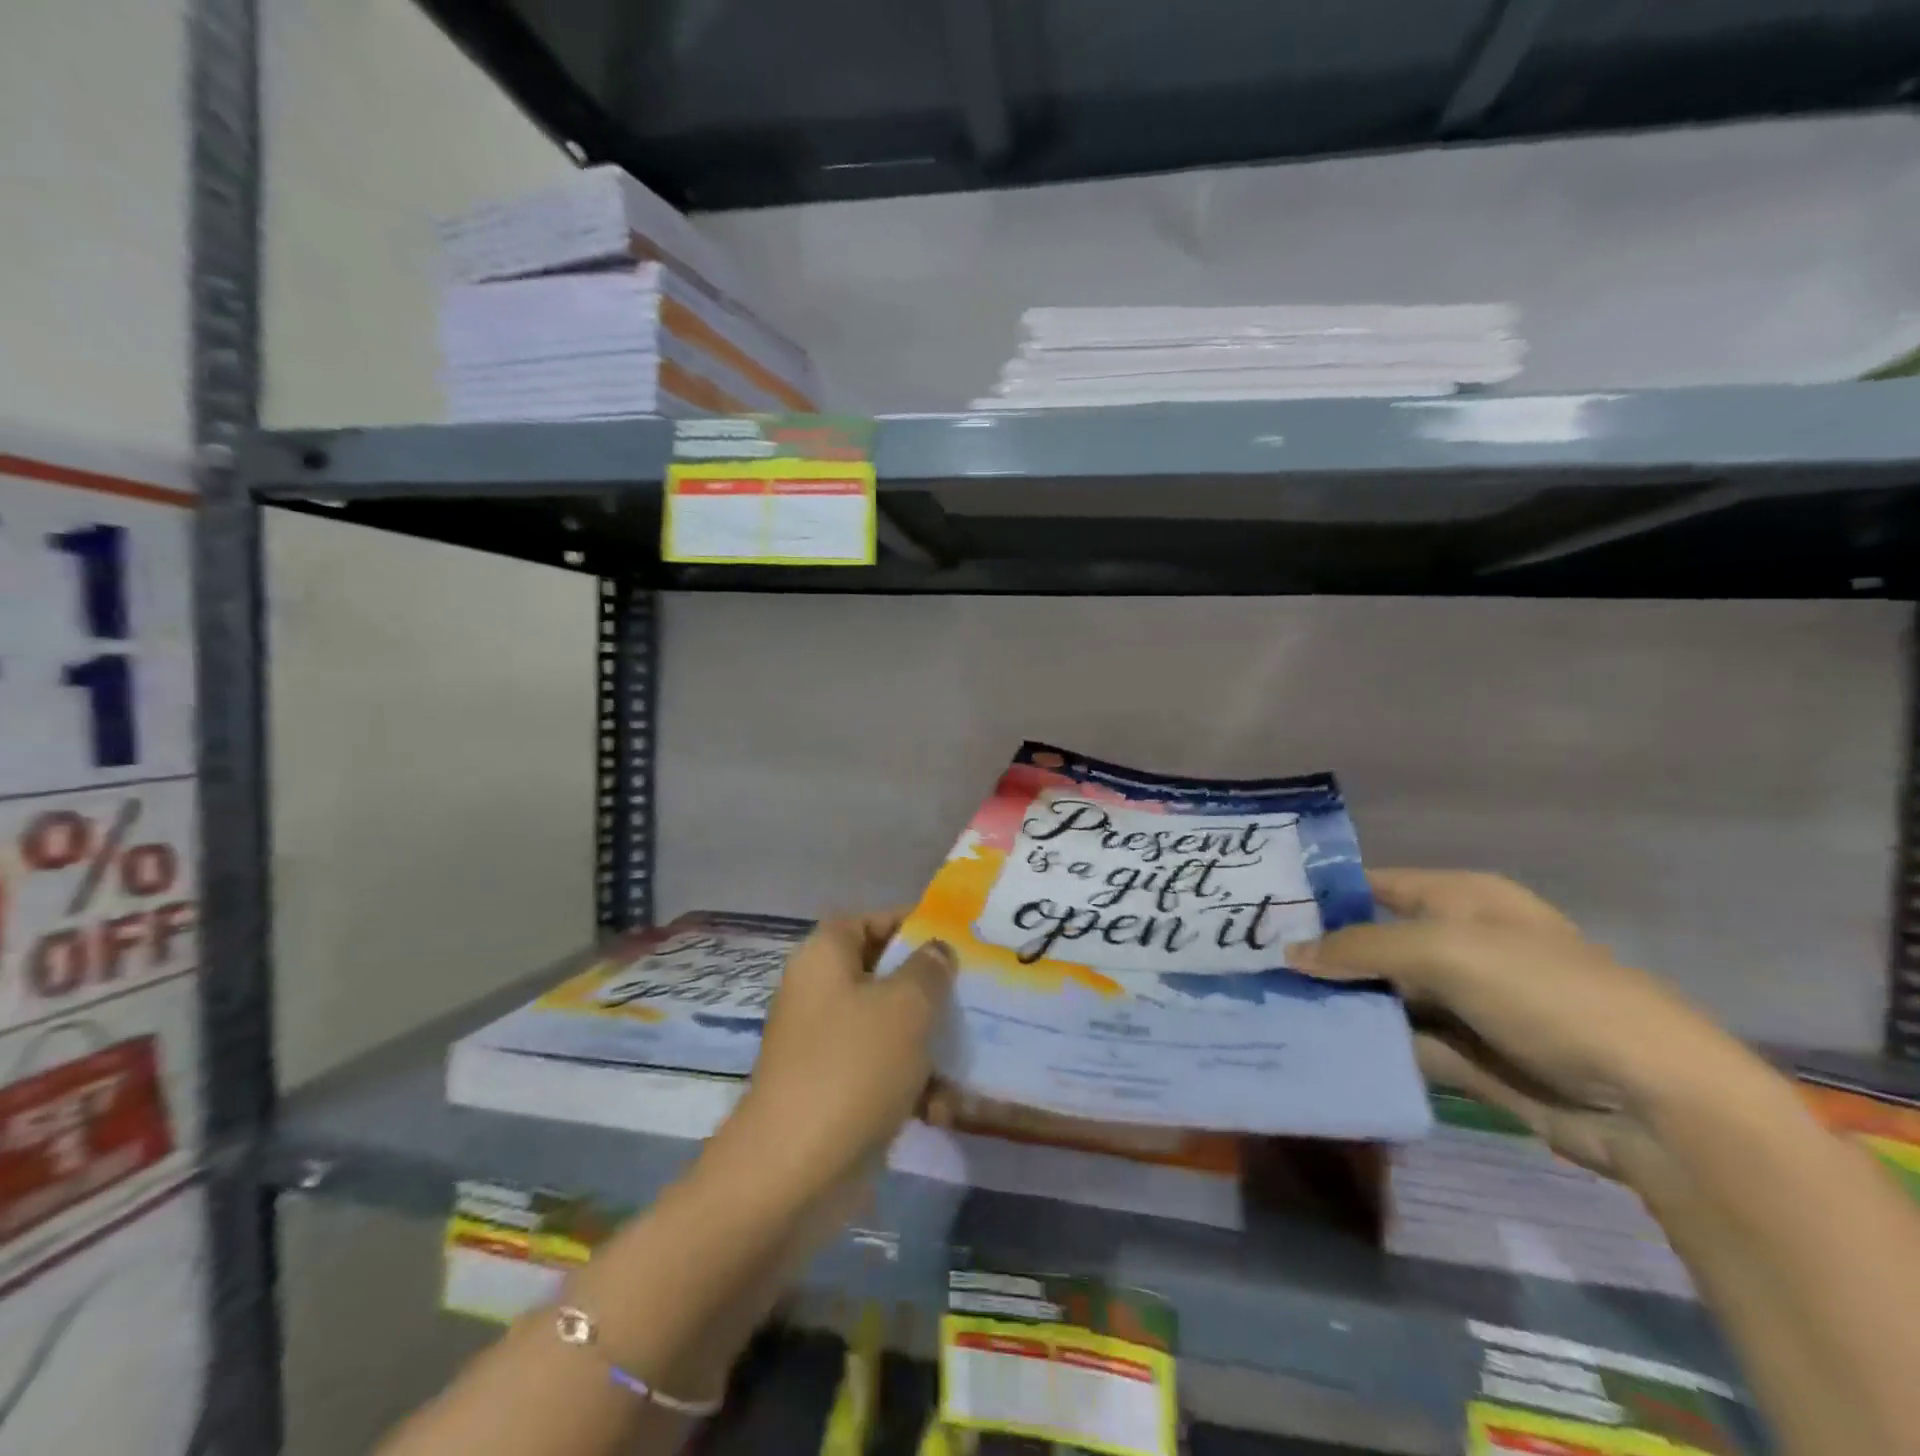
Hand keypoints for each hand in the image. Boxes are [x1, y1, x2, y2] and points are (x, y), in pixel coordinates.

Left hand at [706, 911, 956, 1218]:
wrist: (793, 1173)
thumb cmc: (853, 1067)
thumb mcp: (906, 1006)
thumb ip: (929, 969)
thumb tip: (936, 950)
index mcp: (824, 958)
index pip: (868, 920)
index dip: (909, 923)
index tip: (954, 940)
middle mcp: (819, 994)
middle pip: (883, 975)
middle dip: (929, 991)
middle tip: (974, 998)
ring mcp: (823, 1046)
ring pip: (888, 1028)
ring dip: (928, 1046)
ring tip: (966, 1064)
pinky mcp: (833, 1092)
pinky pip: (880, 1073)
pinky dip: (911, 1087)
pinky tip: (943, 1111)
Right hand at [1288, 869, 1772, 1182]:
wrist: (1654, 1104)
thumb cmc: (1549, 995)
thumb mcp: (1448, 952)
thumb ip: (1362, 949)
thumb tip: (1290, 952)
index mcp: (1463, 900)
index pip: (1376, 885)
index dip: (1323, 895)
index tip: (1263, 910)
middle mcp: (1459, 944)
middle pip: (1373, 942)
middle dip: (1320, 953)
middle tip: (1251, 963)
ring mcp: (1464, 1002)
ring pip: (1382, 995)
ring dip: (1337, 1002)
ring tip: (1268, 1003)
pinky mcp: (1467, 1055)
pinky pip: (1401, 1042)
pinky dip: (1366, 1043)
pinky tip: (1315, 1045)